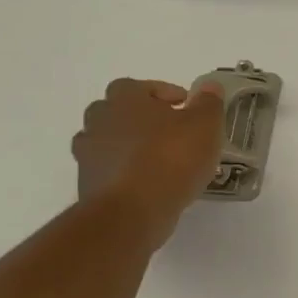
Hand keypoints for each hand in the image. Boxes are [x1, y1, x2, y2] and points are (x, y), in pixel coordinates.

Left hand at [72, 78, 224, 244]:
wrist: (132, 212)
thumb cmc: (171, 158)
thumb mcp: (205, 125)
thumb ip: (208, 103)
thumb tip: (210, 86)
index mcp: (125, 99)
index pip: (137, 86)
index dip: (162, 92)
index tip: (184, 106)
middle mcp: (100, 121)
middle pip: (116, 111)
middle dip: (140, 118)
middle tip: (169, 130)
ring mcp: (88, 154)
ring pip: (108, 141)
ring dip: (129, 145)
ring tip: (159, 159)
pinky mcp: (87, 184)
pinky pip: (108, 170)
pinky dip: (124, 172)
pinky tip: (149, 183)